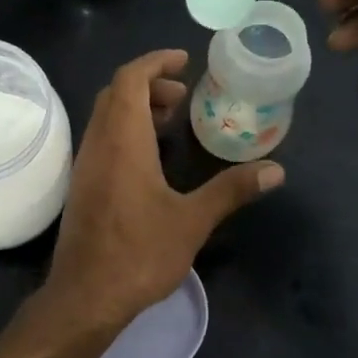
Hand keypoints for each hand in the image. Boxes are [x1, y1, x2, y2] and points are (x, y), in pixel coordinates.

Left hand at [46, 49, 282, 331]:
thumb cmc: (139, 253)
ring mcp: (85, 165)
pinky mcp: (82, 186)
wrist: (85, 296)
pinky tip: (149, 158)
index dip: (155, 62)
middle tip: (183, 95)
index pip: (129, 79)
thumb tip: (276, 170)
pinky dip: (124, 131)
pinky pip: (101, 140)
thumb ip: (232, 190)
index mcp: (122, 140)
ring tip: (171, 122)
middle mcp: (97, 144)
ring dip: (135, 108)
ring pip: (105, 117)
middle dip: (148, 84)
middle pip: (115, 93)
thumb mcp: (192, 221)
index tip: (184, 62)